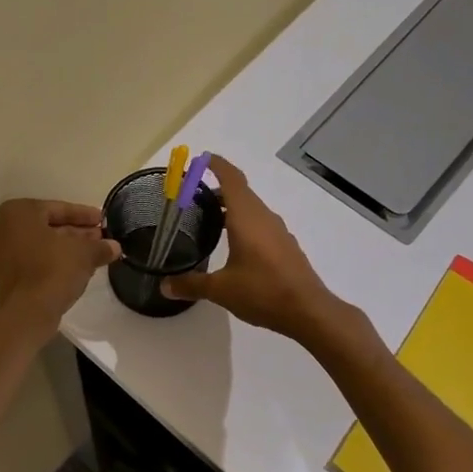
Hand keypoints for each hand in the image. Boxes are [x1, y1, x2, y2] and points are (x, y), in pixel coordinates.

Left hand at [0, 198, 121, 340]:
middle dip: (76, 232)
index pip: (58, 208)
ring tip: (94, 253)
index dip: (84, 215)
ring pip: (42, 244)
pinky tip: (78, 268)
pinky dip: (54, 261)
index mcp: (19, 212)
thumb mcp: (85, 253)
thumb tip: (114, 247)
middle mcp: (4, 228)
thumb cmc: (54, 270)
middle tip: (100, 237)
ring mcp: (2, 253)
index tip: (102, 220)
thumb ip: (100, 246)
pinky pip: (34, 260)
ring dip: (67, 247)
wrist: (28, 313)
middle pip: (48, 226)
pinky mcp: (6, 275)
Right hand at [161, 156, 345, 340]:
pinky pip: (261, 224)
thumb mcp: (221, 290)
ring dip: (231, 207)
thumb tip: (164, 286)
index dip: (216, 165)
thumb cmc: (263, 291)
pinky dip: (244, 223)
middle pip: (241, 192)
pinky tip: (234, 244)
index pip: (231, 179)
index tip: (200, 160)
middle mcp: (264, 218)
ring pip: (252, 209)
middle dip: (217, 188)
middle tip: (192, 196)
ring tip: (209, 219)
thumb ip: (191, 285)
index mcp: (247, 218)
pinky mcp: (285, 246)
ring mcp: (278, 231)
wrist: (308, 311)